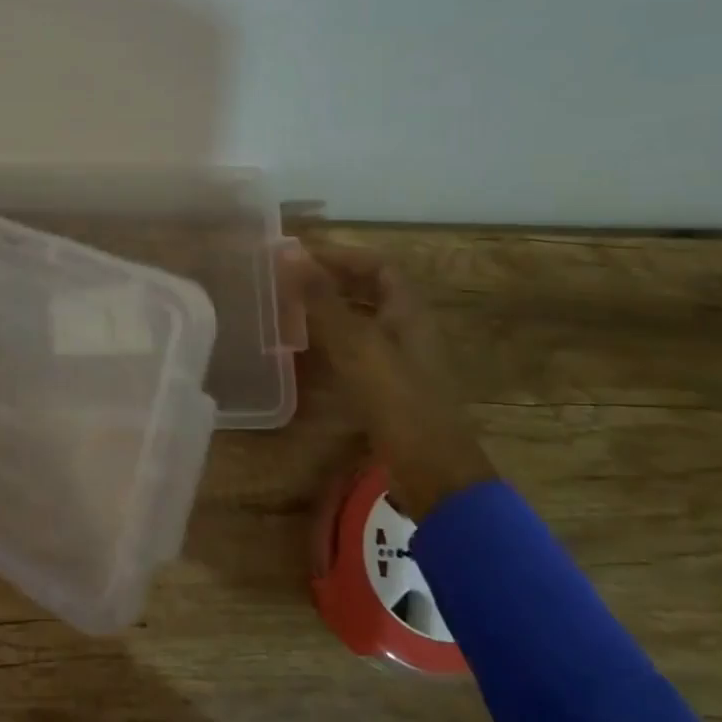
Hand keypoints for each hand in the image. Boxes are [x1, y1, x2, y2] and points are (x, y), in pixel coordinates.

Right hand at [288, 242, 495, 521]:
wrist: (433, 471)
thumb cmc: (397, 399)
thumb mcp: (355, 344)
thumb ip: (321, 298)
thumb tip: (289, 251)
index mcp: (409, 312)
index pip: (378, 266)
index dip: (343, 256)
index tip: (301, 256)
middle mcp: (408, 331)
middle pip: (371, 293)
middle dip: (333, 282)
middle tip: (290, 282)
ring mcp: (401, 362)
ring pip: (363, 322)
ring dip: (330, 312)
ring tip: (291, 311)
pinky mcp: (390, 389)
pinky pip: (358, 352)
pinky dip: (332, 343)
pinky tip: (307, 354)